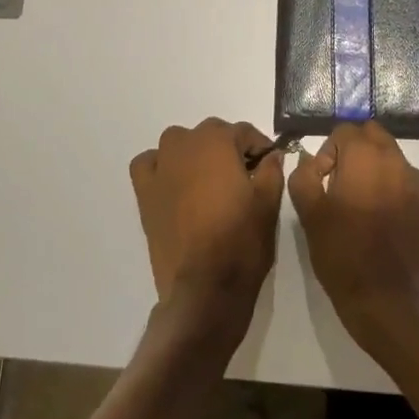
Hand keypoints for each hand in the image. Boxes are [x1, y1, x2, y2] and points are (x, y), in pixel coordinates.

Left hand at [130, 119, 285, 339]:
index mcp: (217, 143)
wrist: (204, 287)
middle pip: (211, 133)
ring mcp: (161, 167)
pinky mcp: (145, 192)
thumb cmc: (241, 240)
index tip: (269, 163)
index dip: (260, 146)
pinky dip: (160, 165)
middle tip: (244, 175)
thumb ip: (272, 170)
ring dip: (194, 151)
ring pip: (178, 143)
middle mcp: (185, 145)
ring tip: (209, 178)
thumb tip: (273, 154)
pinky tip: (173, 181)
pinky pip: (149, 164)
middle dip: (228, 148)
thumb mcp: (268, 203)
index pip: (243, 131)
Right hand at [288, 121, 418, 340]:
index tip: (323, 181)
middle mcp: (398, 161)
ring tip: (366, 208)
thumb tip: (311, 159)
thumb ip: (304, 175)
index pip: (345, 130)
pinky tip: (388, 224)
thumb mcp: (309, 214)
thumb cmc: (342, 253)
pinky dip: (398, 195)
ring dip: (379, 173)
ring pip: (395, 161)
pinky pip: (412, 187)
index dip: (329, 152)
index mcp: (365, 157)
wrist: (387, 301)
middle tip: (343, 186)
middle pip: (375, 136)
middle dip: (357, 152)